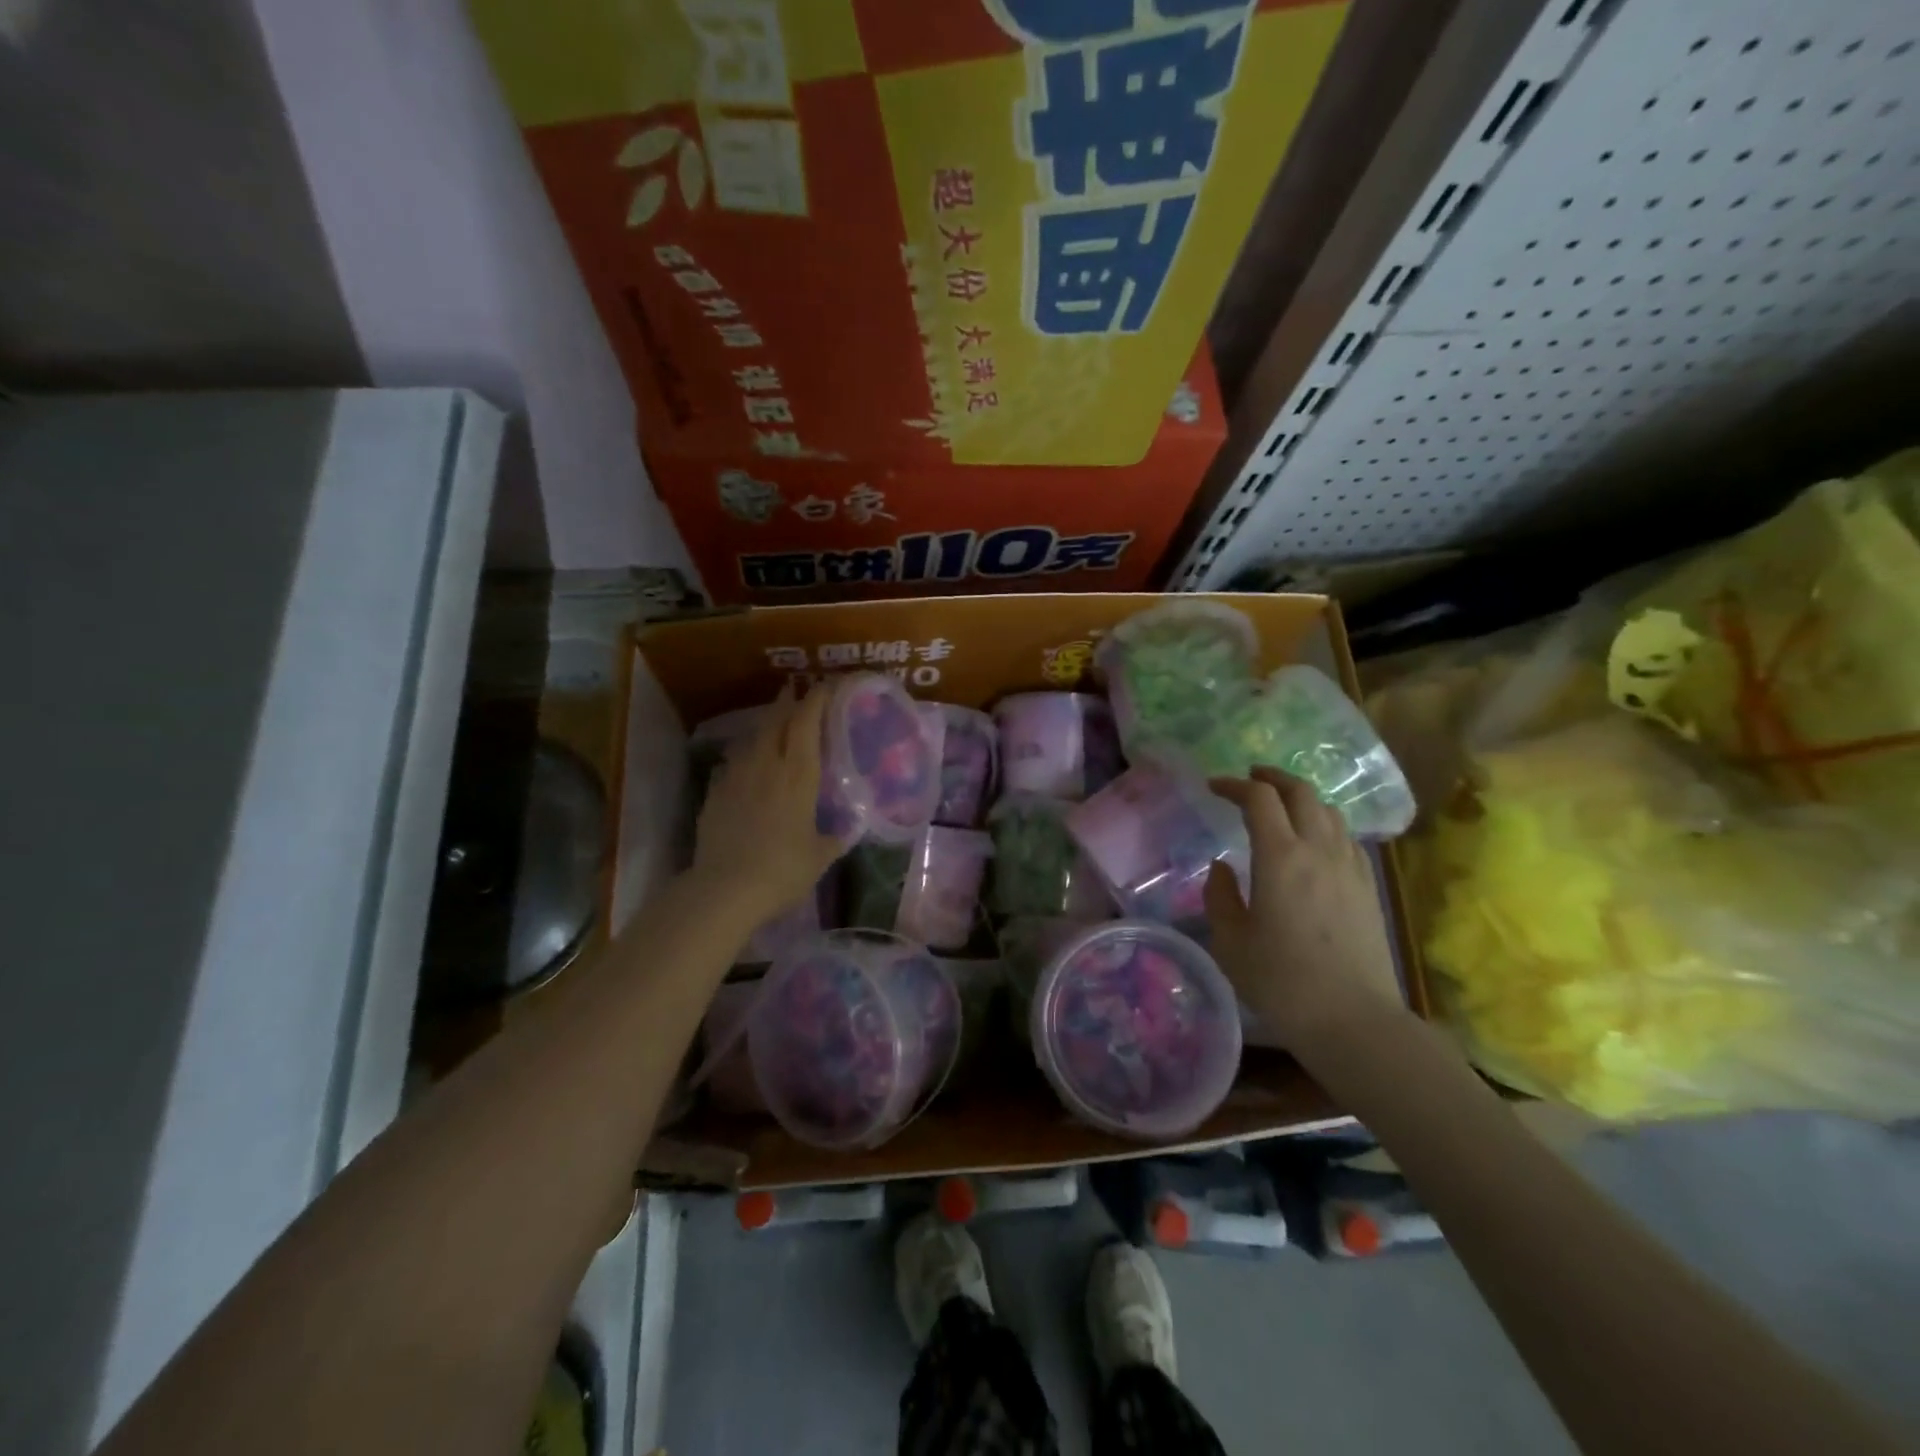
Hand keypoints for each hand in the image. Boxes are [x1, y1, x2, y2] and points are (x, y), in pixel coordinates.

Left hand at [692, 684, 842, 919]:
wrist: (724, 890)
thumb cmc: (782, 870)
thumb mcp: (820, 856)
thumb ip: (834, 838)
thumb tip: (847, 830)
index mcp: (798, 774)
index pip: (807, 723)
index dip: (817, 700)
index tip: (826, 686)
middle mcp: (766, 765)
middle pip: (776, 721)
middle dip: (788, 702)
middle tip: (797, 693)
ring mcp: (736, 776)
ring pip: (752, 738)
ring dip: (765, 726)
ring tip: (774, 725)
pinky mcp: (714, 793)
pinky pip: (732, 763)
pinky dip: (744, 755)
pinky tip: (746, 765)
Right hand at [1203, 767, 1404, 1048]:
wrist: (1353, 1020)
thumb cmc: (1281, 981)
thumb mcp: (1230, 941)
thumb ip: (1220, 896)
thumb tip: (1222, 867)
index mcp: (1280, 857)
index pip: (1259, 798)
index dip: (1234, 784)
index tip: (1214, 787)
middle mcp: (1319, 850)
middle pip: (1301, 792)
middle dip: (1272, 778)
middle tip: (1249, 779)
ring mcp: (1350, 866)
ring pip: (1329, 811)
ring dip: (1301, 798)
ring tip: (1281, 806)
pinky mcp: (1368, 887)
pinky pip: (1346, 837)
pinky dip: (1324, 823)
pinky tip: (1314, 842)